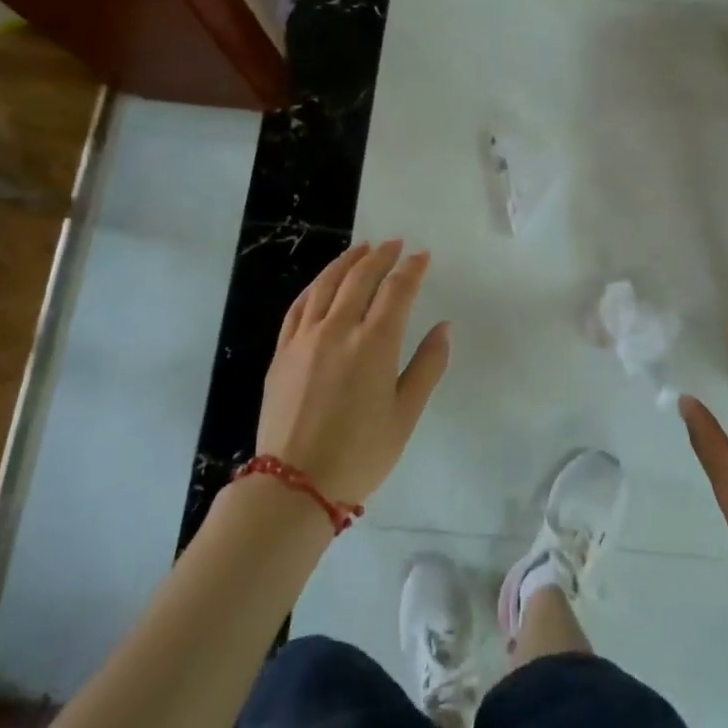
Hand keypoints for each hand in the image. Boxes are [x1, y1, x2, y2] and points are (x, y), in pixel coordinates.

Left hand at [255, 240, 451, 506]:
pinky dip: (315, 286)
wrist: (294, 484)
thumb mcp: (406, 414)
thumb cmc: (360, 453)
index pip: (396, 291)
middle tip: (395, 243)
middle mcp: (338, 329)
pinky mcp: (282, 352)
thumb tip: (444, 327)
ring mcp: (305, 338)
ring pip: (326, 285)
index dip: (412, 269)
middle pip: (360, 278)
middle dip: (381, 256)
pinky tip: (323, 282)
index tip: (423, 256)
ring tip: (362, 249)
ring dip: (347, 262)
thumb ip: (428, 365)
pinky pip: (299, 306)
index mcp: (374, 343)